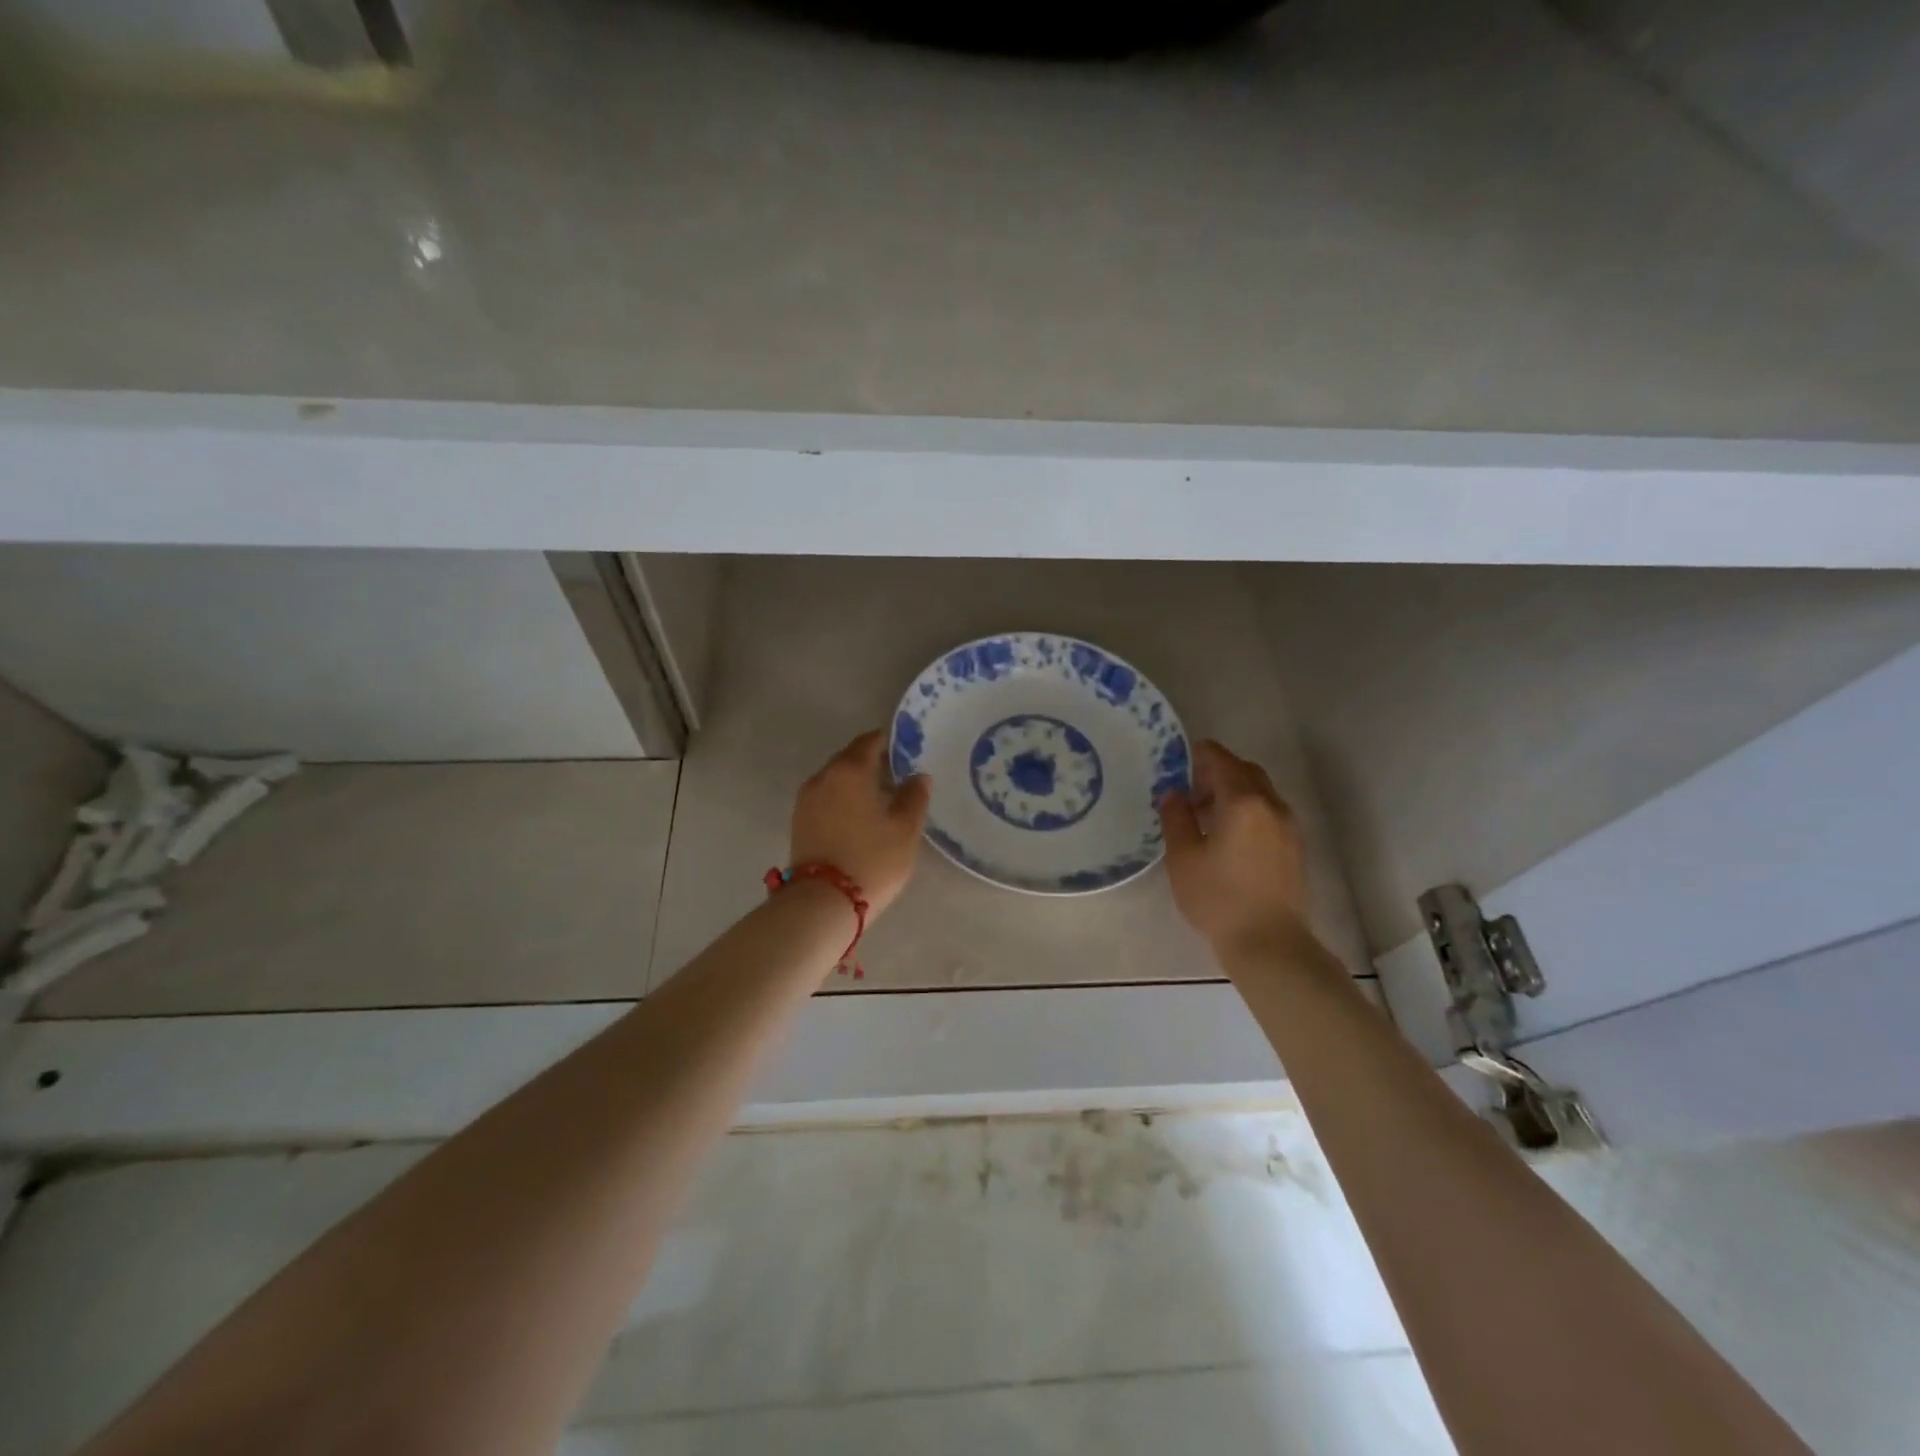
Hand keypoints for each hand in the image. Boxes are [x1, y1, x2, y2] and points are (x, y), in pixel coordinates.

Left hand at [790, 729, 930, 916]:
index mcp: (850, 769)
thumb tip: (918, 776)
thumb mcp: (905, 829)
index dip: (889, 743)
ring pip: (835, 778)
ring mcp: (806, 799)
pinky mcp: (799, 821)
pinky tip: (858, 817)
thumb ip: (914, 797)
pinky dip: (842, 799)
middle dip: (872, 762)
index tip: (906, 752)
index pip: (870, 741)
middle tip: (896, 777)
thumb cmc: (872, 860)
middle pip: (850, 757)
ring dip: (855, 782)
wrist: (822, 902)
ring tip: (879, 800)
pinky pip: (825, 797)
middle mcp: (823, 776)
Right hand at [1159, 740, 1312, 956]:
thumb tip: (1173, 793)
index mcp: (1243, 801)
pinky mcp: (1295, 848)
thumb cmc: (1218, 898)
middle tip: (1190, 789)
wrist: (1269, 943)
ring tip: (1206, 817)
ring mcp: (1289, 827)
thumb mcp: (1183, 856)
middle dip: (1218, 772)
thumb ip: (1176, 817)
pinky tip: (1229, 838)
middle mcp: (1272, 806)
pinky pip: (1269, 813)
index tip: (1178, 762)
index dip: (1198, 754)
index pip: (1221, 760)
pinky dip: (1248, 811)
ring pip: (1260, 793)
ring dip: (1234, 792)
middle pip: (1245, 771)